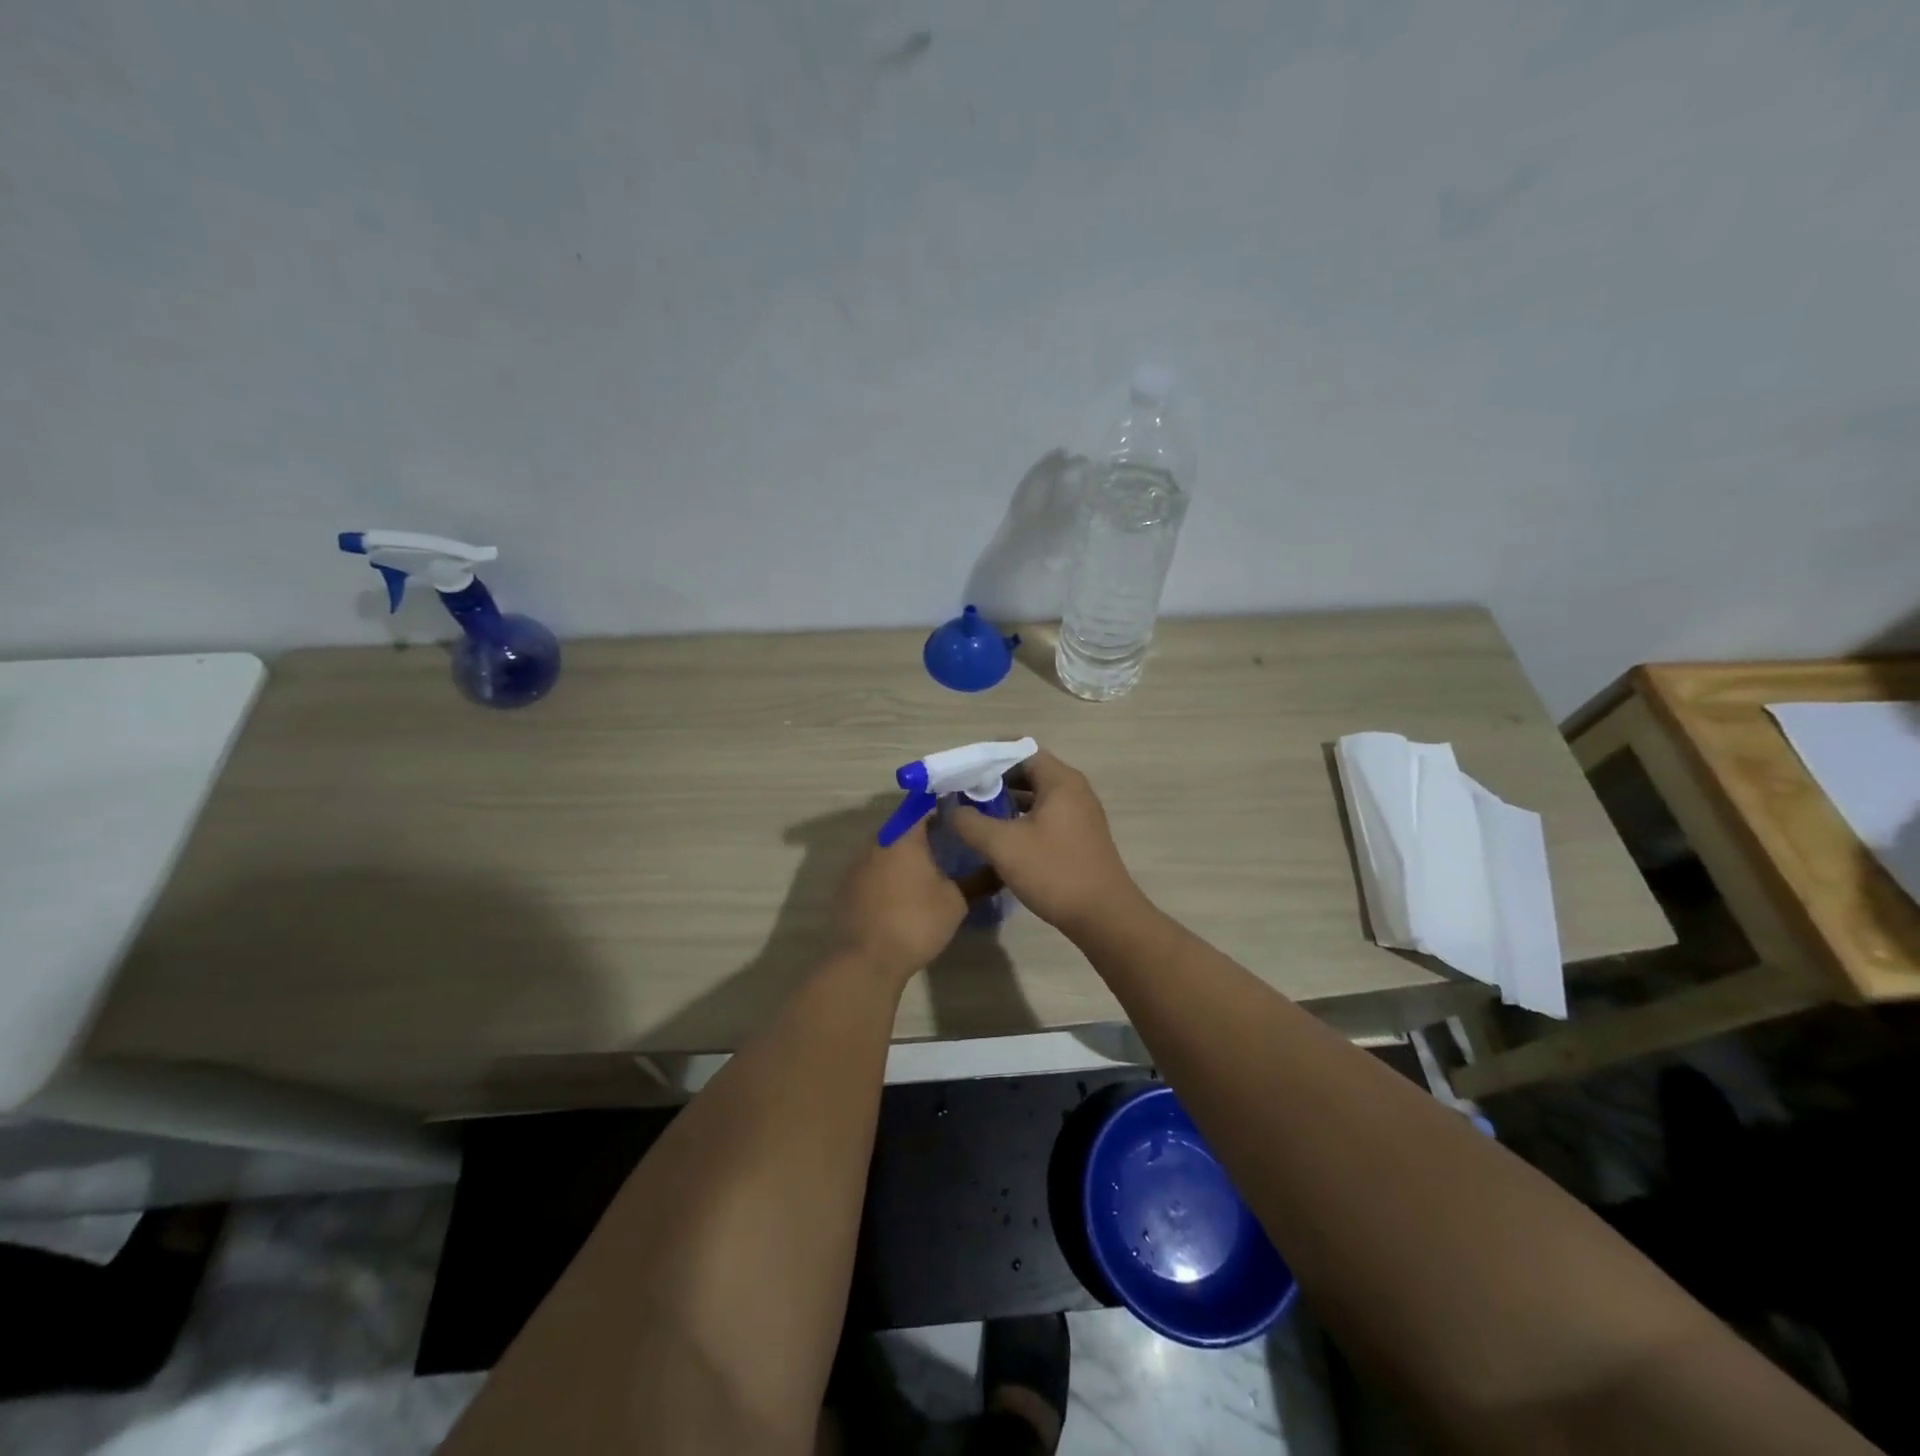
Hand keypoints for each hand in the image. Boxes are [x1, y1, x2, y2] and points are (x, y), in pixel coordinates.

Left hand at [835, 818, 967, 980]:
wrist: (866, 960)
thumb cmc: (915, 922)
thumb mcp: (956, 902)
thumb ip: (978, 881)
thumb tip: (999, 869)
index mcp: (903, 835)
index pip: (924, 805)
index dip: (944, 807)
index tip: (962, 817)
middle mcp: (877, 841)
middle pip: (904, 826)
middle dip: (927, 832)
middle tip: (952, 844)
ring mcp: (858, 863)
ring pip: (888, 847)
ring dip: (907, 854)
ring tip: (932, 869)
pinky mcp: (848, 886)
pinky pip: (874, 868)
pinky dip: (891, 872)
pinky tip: (905, 891)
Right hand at [949, 749, 1141, 939]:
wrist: (1103, 916)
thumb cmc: (1053, 871)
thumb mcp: (1002, 845)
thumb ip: (970, 822)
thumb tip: (950, 807)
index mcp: (1060, 781)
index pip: (1020, 751)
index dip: (988, 758)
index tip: (962, 773)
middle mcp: (1073, 790)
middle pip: (1028, 772)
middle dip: (994, 781)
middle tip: (963, 794)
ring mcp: (1079, 814)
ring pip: (1036, 796)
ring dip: (1006, 801)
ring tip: (975, 814)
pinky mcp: (1079, 836)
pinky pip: (1045, 815)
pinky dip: (1021, 818)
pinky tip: (1000, 836)